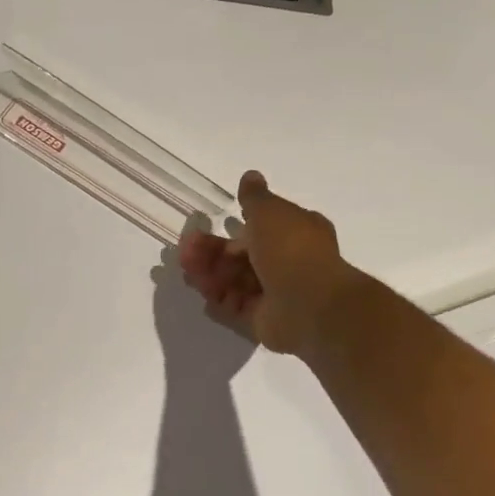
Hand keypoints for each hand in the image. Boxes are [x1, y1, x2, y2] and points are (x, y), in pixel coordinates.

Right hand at [178, 171, 362, 354]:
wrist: (308, 304)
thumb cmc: (290, 250)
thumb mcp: (270, 212)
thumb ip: (255, 198)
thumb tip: (250, 176)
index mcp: (294, 233)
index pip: (257, 229)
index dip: (229, 229)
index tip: (202, 228)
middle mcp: (285, 262)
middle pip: (241, 257)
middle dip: (211, 254)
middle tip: (185, 255)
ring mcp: (275, 293)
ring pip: (235, 281)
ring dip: (211, 276)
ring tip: (189, 275)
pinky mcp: (263, 319)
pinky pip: (236, 308)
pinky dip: (220, 301)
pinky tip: (205, 297)